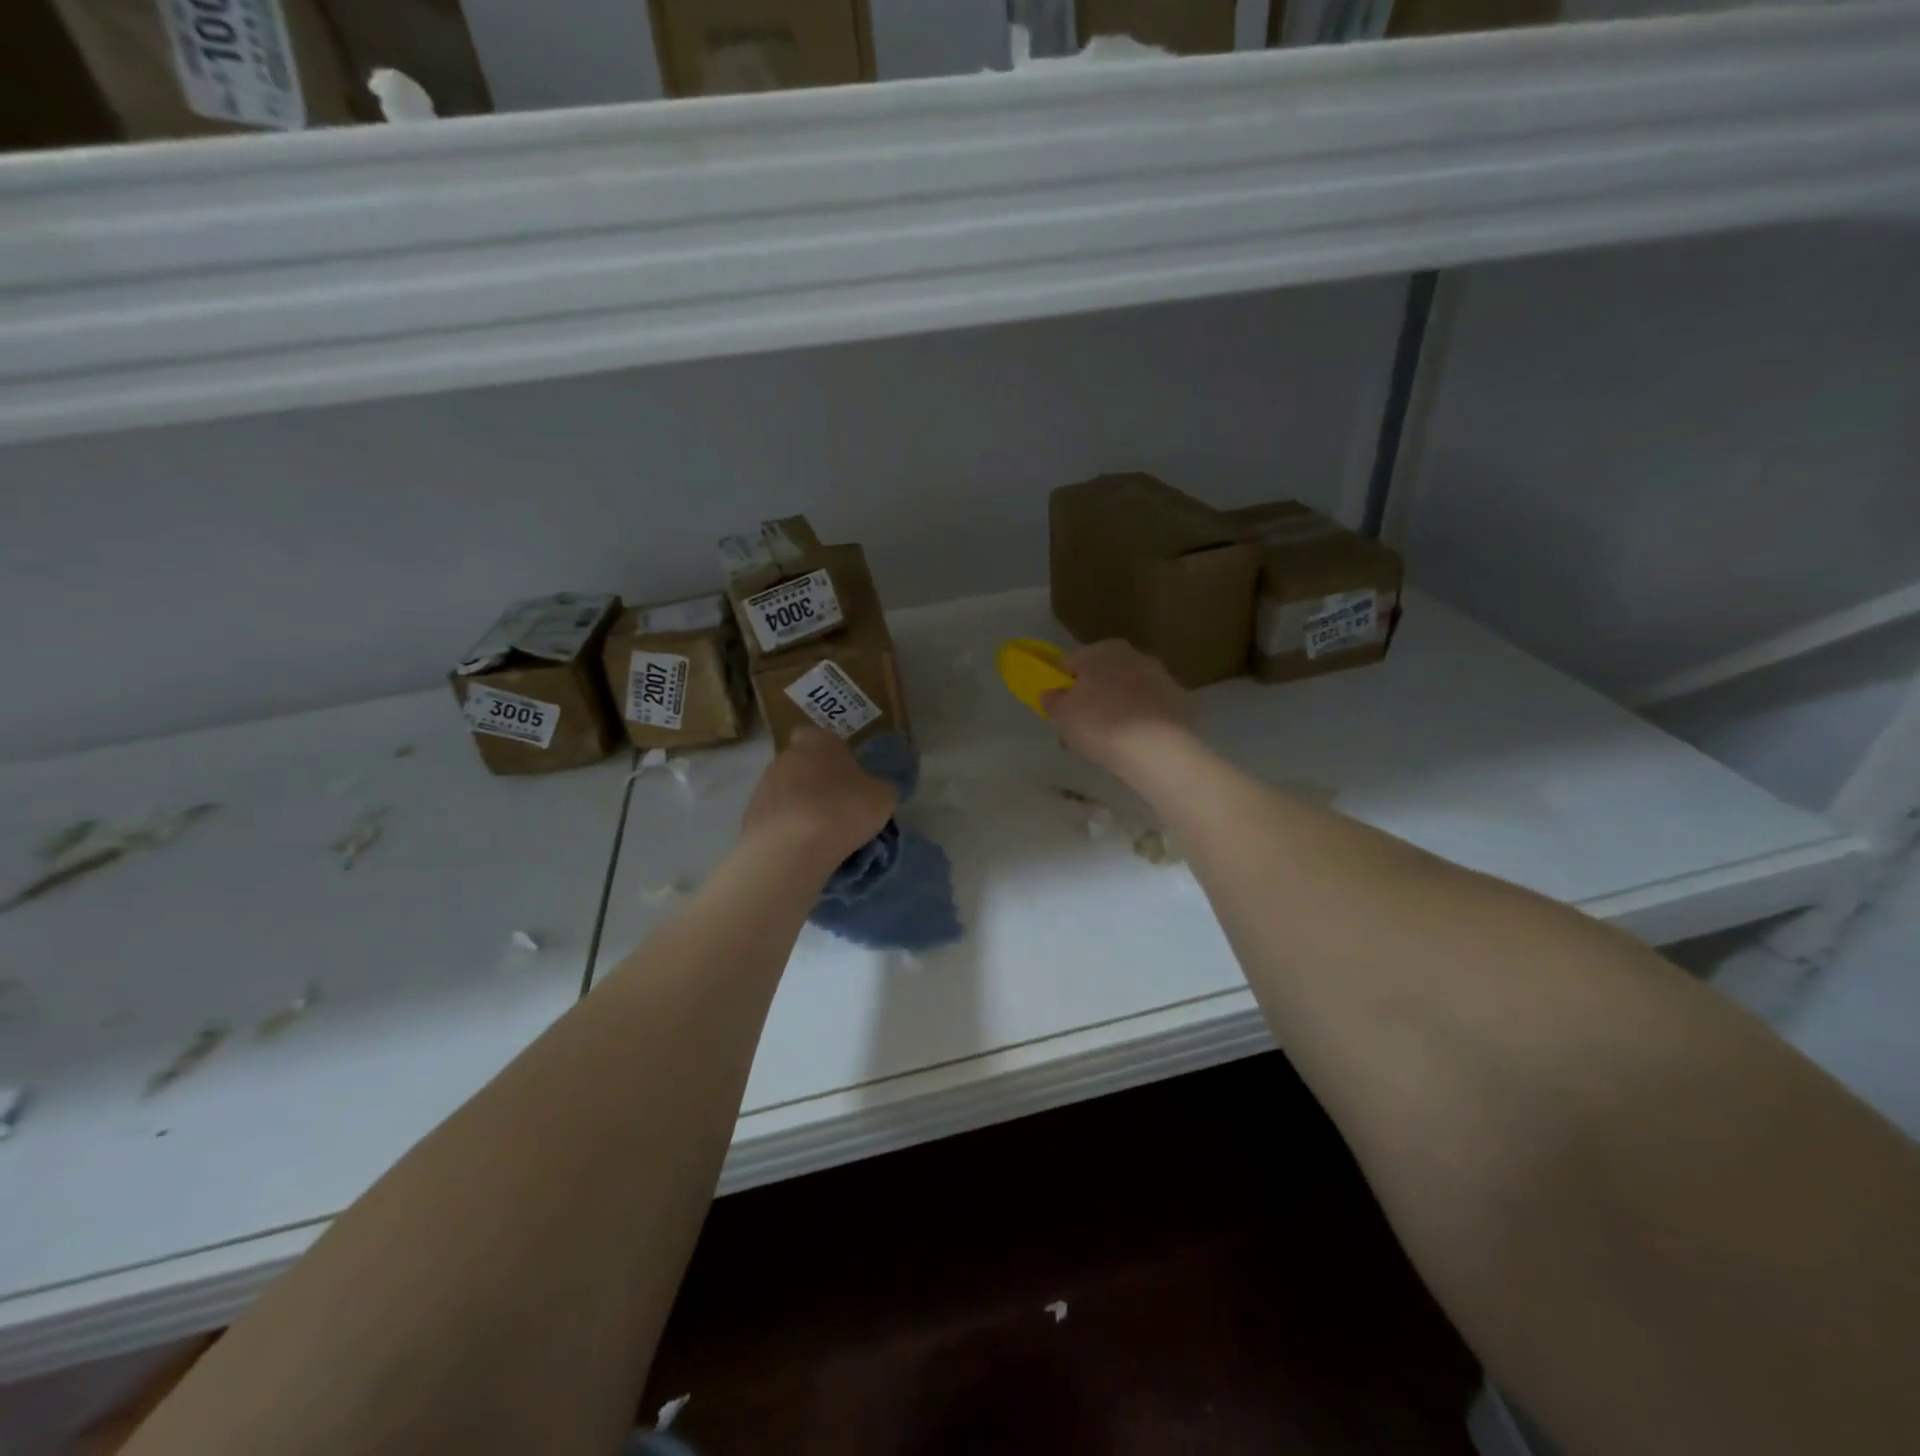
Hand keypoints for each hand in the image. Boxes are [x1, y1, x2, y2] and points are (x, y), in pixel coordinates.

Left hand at [741, 727, 897, 869]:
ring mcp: (763, 786)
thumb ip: (877, 787)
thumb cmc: (843, 810)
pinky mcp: (750, 817)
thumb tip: (872, 789)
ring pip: (785, 791)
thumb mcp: (882, 797)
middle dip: (814, 781)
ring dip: (799, 806)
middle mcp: (786, 757)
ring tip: (819, 834)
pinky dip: (786, 829)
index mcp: (818, 742)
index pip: (817, 735)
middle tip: (836, 807)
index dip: (830, 752)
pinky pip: (774, 818)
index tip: (844, 773)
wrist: (791, 848)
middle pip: (801, 764)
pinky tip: (801, 848)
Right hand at [1042, 640, 1193, 781]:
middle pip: (1100, 677)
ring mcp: (1161, 677)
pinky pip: (1146, 709)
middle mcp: (1134, 655)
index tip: (1056, 711)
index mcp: (1102, 650)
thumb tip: (1051, 693)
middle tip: (1078, 730)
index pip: (1069, 663)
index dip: (1059, 687)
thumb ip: (1052, 700)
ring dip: (1113, 710)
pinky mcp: (1179, 701)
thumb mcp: (1063, 715)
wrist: (1160, 751)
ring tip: (1105, 743)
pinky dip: (1137, 722)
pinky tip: (1131, 745)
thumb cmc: (1101, 724)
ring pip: (1125, 693)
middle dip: (1088, 700)